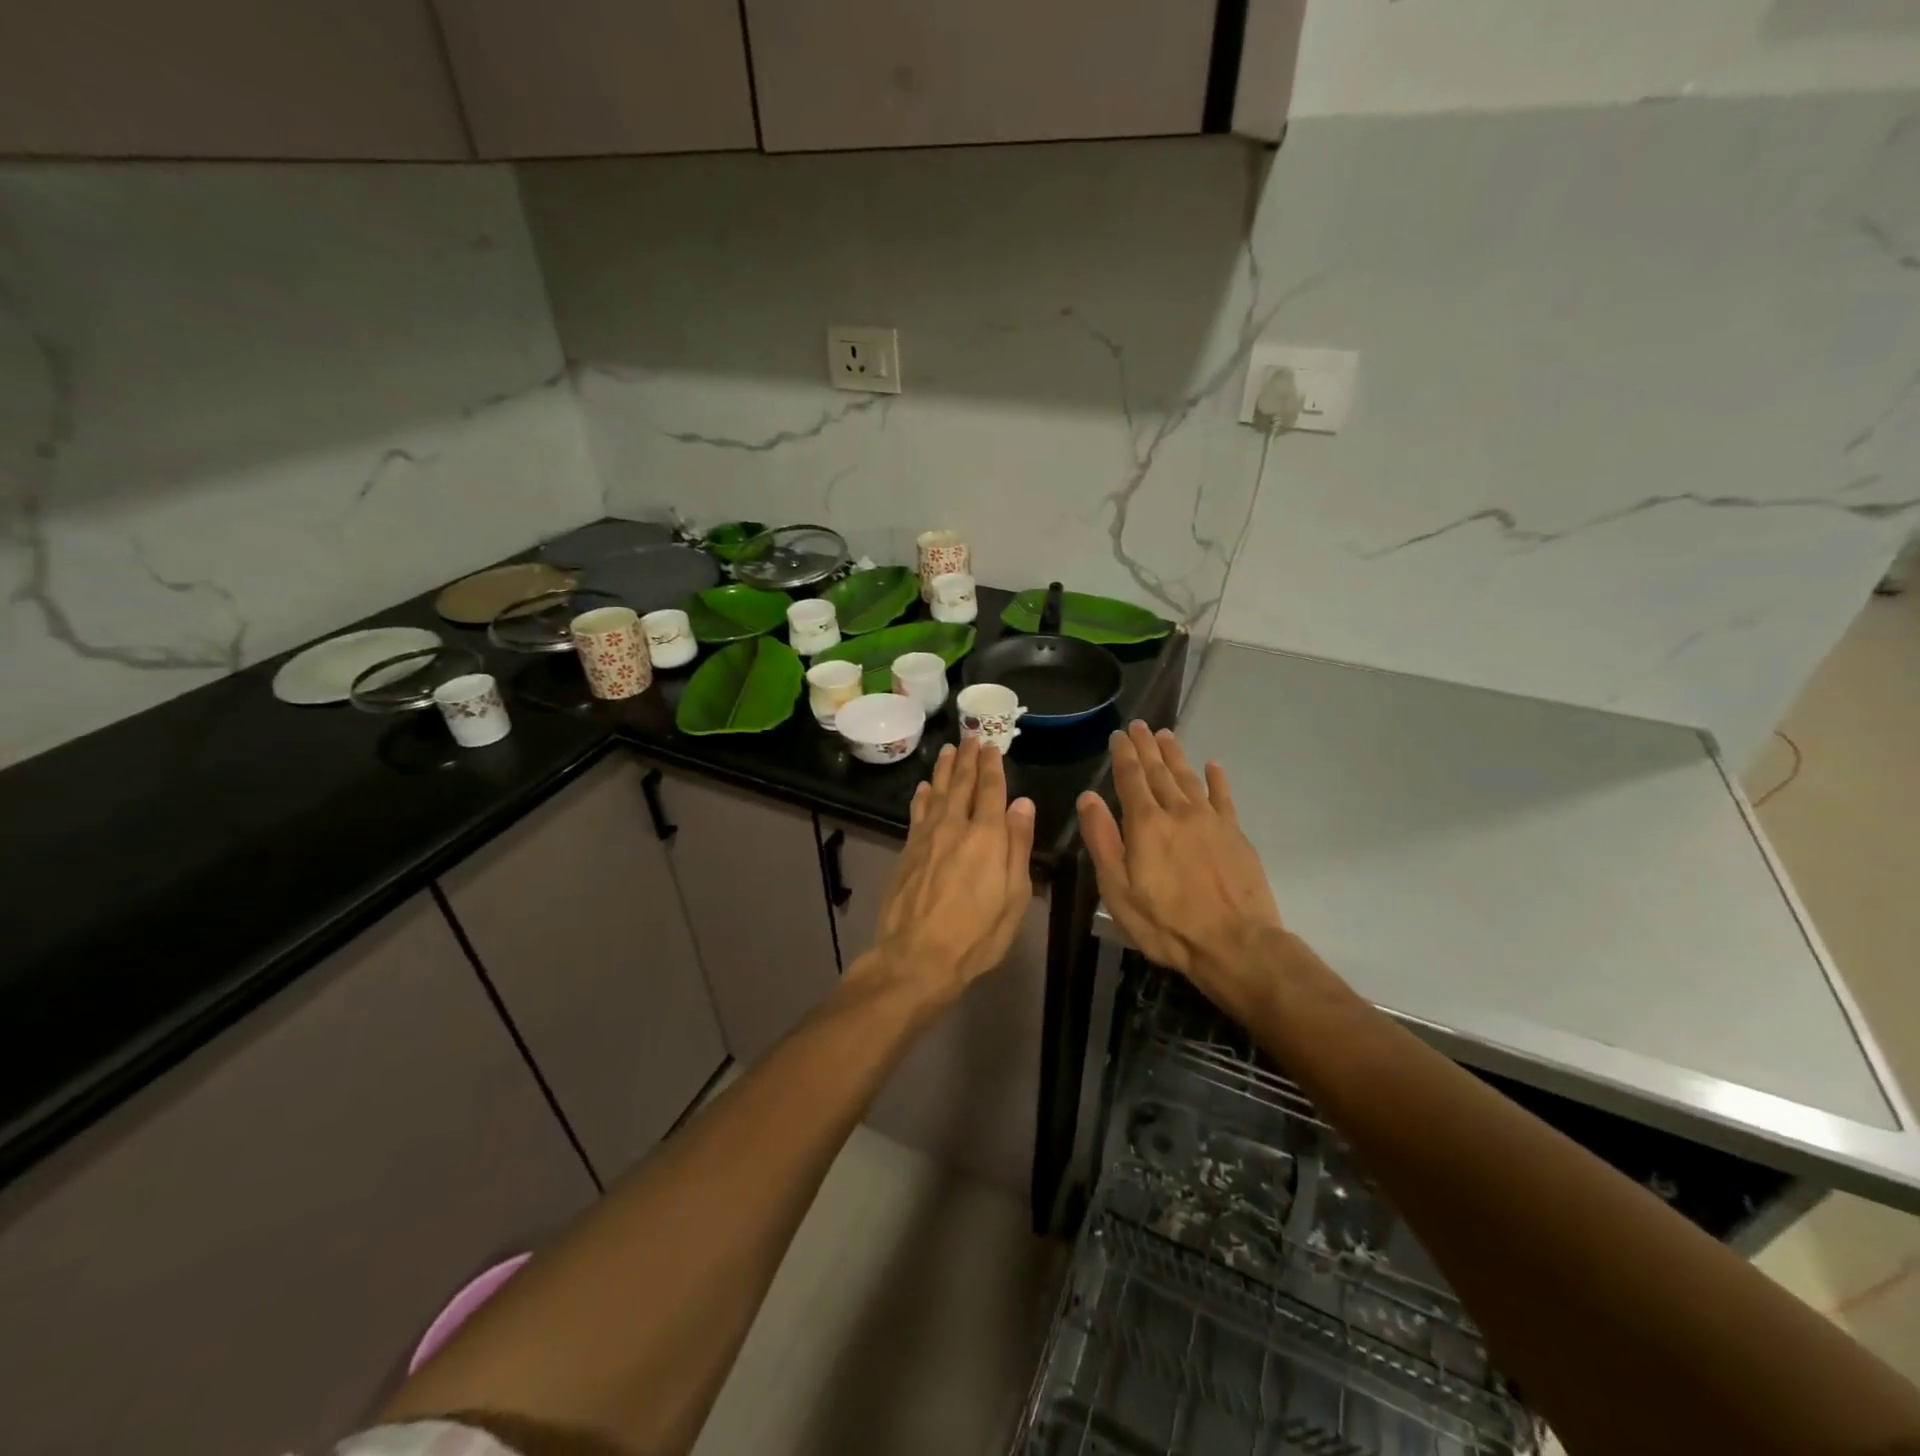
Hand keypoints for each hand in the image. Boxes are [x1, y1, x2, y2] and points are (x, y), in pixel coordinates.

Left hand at [855, 737, 1035, 1006]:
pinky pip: (917, 813)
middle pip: (962, 784)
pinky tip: (922, 788)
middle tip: (971, 736)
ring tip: (948, 750)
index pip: (991, 791)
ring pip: (936, 793)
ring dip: (943, 770)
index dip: (993, 767)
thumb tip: (1022, 803)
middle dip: (968, 758)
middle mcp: (955, 827)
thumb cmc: (976, 935)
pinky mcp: (907, 851)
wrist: (916, 957)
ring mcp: (927, 838)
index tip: (992, 746)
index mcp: (987, 837)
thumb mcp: (1013, 897)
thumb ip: (1018, 847)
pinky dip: (921, 797)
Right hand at [1077, 722, 1281, 1006]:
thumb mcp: (1118, 889)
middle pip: (1159, 771)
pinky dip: (1216, 779)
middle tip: (1140, 725)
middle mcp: (1178, 812)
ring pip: (1188, 778)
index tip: (1119, 735)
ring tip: (1166, 735)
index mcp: (1146, 824)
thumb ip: (1102, 840)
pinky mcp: (1235, 834)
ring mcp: (1210, 820)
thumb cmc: (1166, 922)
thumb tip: (1088, 798)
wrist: (1235, 943)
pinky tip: (1212, 765)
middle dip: (1147, 747)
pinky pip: (1223, 797)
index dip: (1123, 755)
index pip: (1130, 779)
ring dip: (1175, 755)